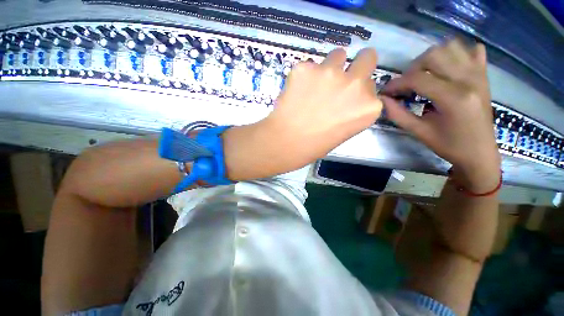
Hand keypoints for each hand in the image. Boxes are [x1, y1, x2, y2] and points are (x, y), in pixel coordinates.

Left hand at [223, 48, 382, 179]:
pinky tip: (295, 92)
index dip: (357, 90)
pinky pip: (308, 66)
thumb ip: (351, 109)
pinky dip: (304, 76)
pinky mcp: (306, 67)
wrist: (286, 143)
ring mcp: (331, 73)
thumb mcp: (343, 130)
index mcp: (369, 106)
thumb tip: (345, 96)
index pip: (370, 85)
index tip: (346, 98)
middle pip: (367, 57)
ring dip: (329, 68)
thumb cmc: (314, 145)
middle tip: (340, 78)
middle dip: (357, 65)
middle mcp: (356, 84)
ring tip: (313, 87)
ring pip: (337, 55)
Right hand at [381, 39, 500, 191]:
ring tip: (424, 75)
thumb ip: (398, 114)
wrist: (480, 152)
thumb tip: (382, 100)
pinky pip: (471, 50)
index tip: (385, 92)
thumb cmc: (449, 145)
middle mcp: (469, 79)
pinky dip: (457, 53)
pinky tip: (447, 68)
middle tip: (406, 84)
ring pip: (452, 47)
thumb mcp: (419, 132)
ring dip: (432, 58)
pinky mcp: (484, 75)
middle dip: (412, 68)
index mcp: (453, 98)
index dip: (396, 83)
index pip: (417, 79)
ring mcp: (479, 74)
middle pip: (434, 55)